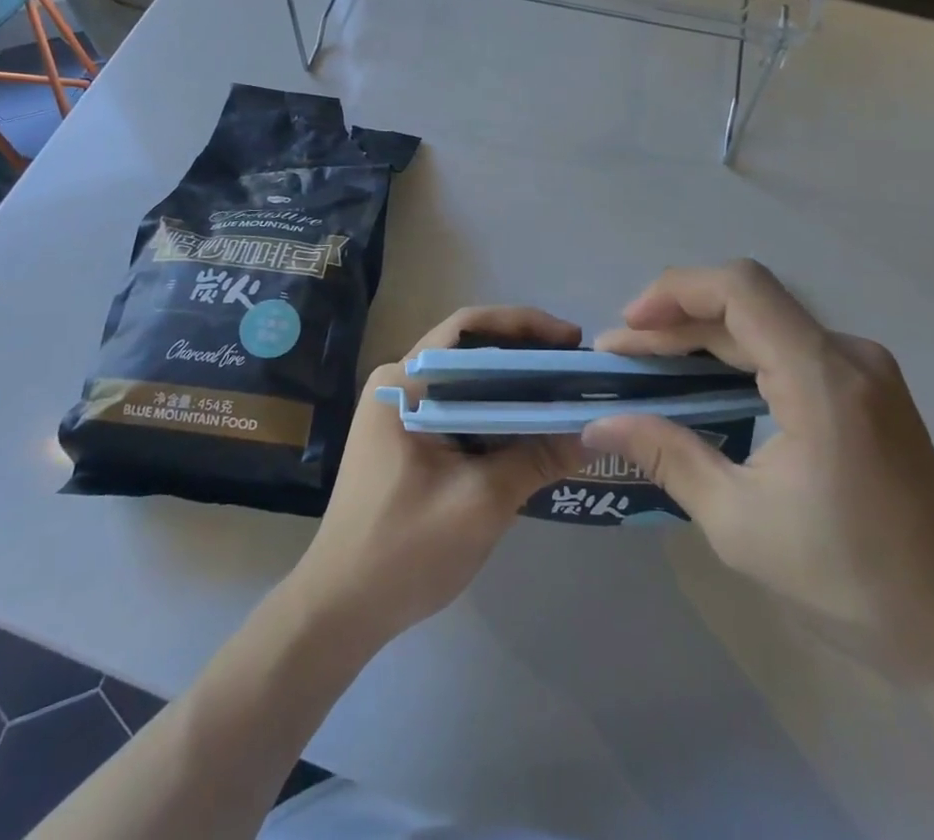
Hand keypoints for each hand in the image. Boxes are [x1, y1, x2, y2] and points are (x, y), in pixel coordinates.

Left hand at [289, 307, 586, 645]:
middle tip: (576, 372)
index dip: (523, 324)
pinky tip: (530, 431)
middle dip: (525, 357)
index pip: (467, 328)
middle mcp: (398, 384)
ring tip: (563, 398)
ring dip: (512, 388)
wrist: (340, 609)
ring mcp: (399, 412)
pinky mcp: (405, 440)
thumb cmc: (404, 549)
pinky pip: (458, 410)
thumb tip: (593, 434)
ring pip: (466, 383)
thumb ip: (536, 459)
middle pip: (470, 351)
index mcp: (404, 383)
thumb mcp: (480, 502)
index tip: (571, 340)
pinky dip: (494, 414)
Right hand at [585, 262, 933, 684]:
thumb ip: (667, 456)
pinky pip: (787, 346)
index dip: (674, 292)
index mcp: (823, 379)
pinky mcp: (866, 387)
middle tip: (620, 358)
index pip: (740, 290)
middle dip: (675, 321)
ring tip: (649, 367)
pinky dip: (736, 355)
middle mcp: (848, 355)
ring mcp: (863, 368)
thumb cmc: (851, 581)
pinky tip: (703, 385)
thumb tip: (596, 426)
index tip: (627, 329)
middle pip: (746, 304)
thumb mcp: (739, 524)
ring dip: (702, 337)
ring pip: (764, 322)